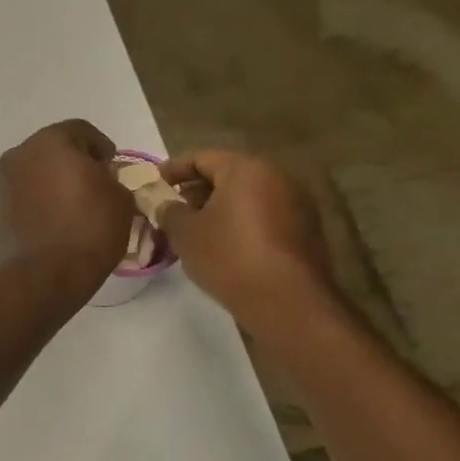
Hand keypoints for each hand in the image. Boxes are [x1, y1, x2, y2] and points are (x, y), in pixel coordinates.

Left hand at [0, 120, 132, 298]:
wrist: (45, 275)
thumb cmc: (89, 229)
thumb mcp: (120, 198)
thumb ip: (111, 178)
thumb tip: (99, 179)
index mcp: (51, 141)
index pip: (82, 131)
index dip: (102, 147)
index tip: (112, 167)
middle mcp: (21, 154)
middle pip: (54, 149)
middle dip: (75, 162)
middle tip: (95, 184)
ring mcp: (5, 182)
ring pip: (37, 172)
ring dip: (54, 181)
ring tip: (75, 205)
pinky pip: (26, 195)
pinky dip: (41, 200)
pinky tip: (57, 220)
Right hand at [155, 151, 339, 335]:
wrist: (287, 302)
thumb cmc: (229, 257)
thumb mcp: (185, 233)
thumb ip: (169, 211)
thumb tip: (165, 204)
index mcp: (246, 168)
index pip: (201, 157)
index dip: (172, 170)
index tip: (154, 186)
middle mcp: (277, 176)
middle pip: (227, 174)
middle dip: (196, 191)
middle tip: (172, 212)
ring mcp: (297, 203)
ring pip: (247, 196)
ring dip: (219, 208)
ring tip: (195, 232)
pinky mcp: (306, 230)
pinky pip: (264, 216)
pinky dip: (241, 223)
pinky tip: (224, 247)